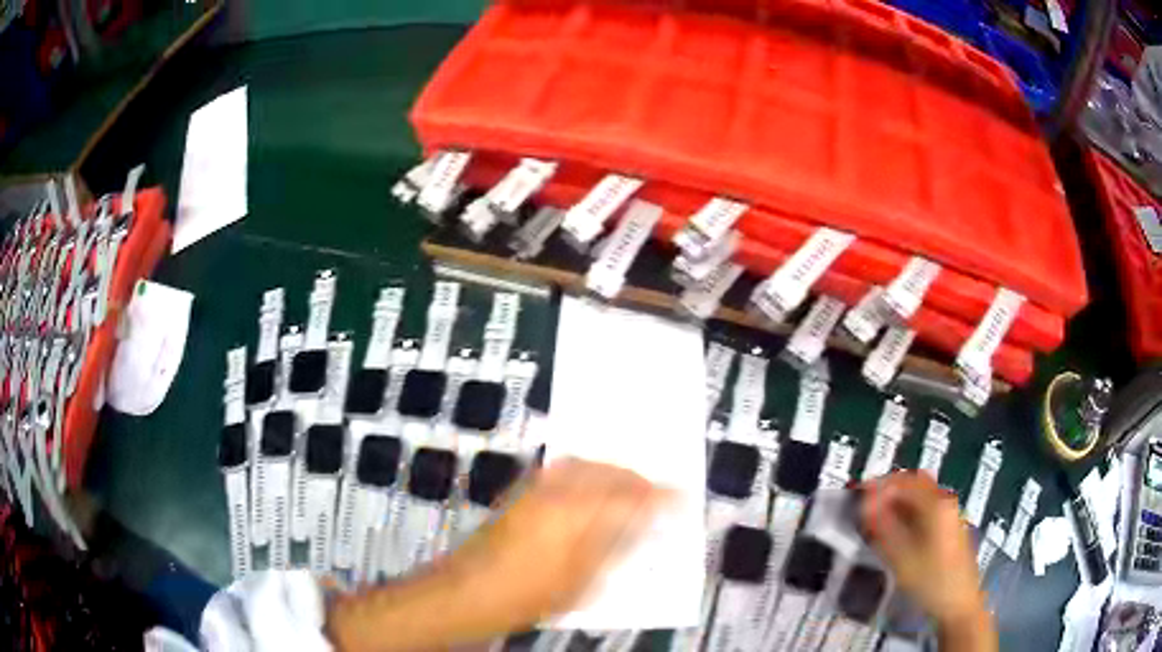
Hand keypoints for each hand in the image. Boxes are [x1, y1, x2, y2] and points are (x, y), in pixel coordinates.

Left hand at [329, 459, 665, 651]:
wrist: (469, 591)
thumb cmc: (529, 595)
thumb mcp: (582, 582)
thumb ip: (612, 548)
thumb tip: (639, 526)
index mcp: (577, 515)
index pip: (629, 495)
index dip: (658, 495)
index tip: (679, 497)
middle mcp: (557, 492)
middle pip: (605, 471)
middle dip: (634, 476)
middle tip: (655, 489)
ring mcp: (534, 489)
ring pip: (581, 464)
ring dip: (609, 469)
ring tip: (627, 484)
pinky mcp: (518, 494)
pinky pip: (560, 470)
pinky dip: (583, 472)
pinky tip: (589, 486)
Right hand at [860, 472, 987, 627]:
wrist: (958, 605)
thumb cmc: (932, 582)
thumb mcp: (901, 558)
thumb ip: (882, 529)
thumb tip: (865, 507)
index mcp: (936, 505)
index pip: (903, 481)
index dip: (878, 486)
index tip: (859, 496)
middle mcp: (946, 503)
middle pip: (914, 484)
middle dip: (888, 492)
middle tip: (865, 505)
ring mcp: (950, 516)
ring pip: (920, 498)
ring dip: (897, 503)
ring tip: (876, 519)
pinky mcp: (949, 529)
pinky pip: (925, 510)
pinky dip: (907, 514)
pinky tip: (895, 532)